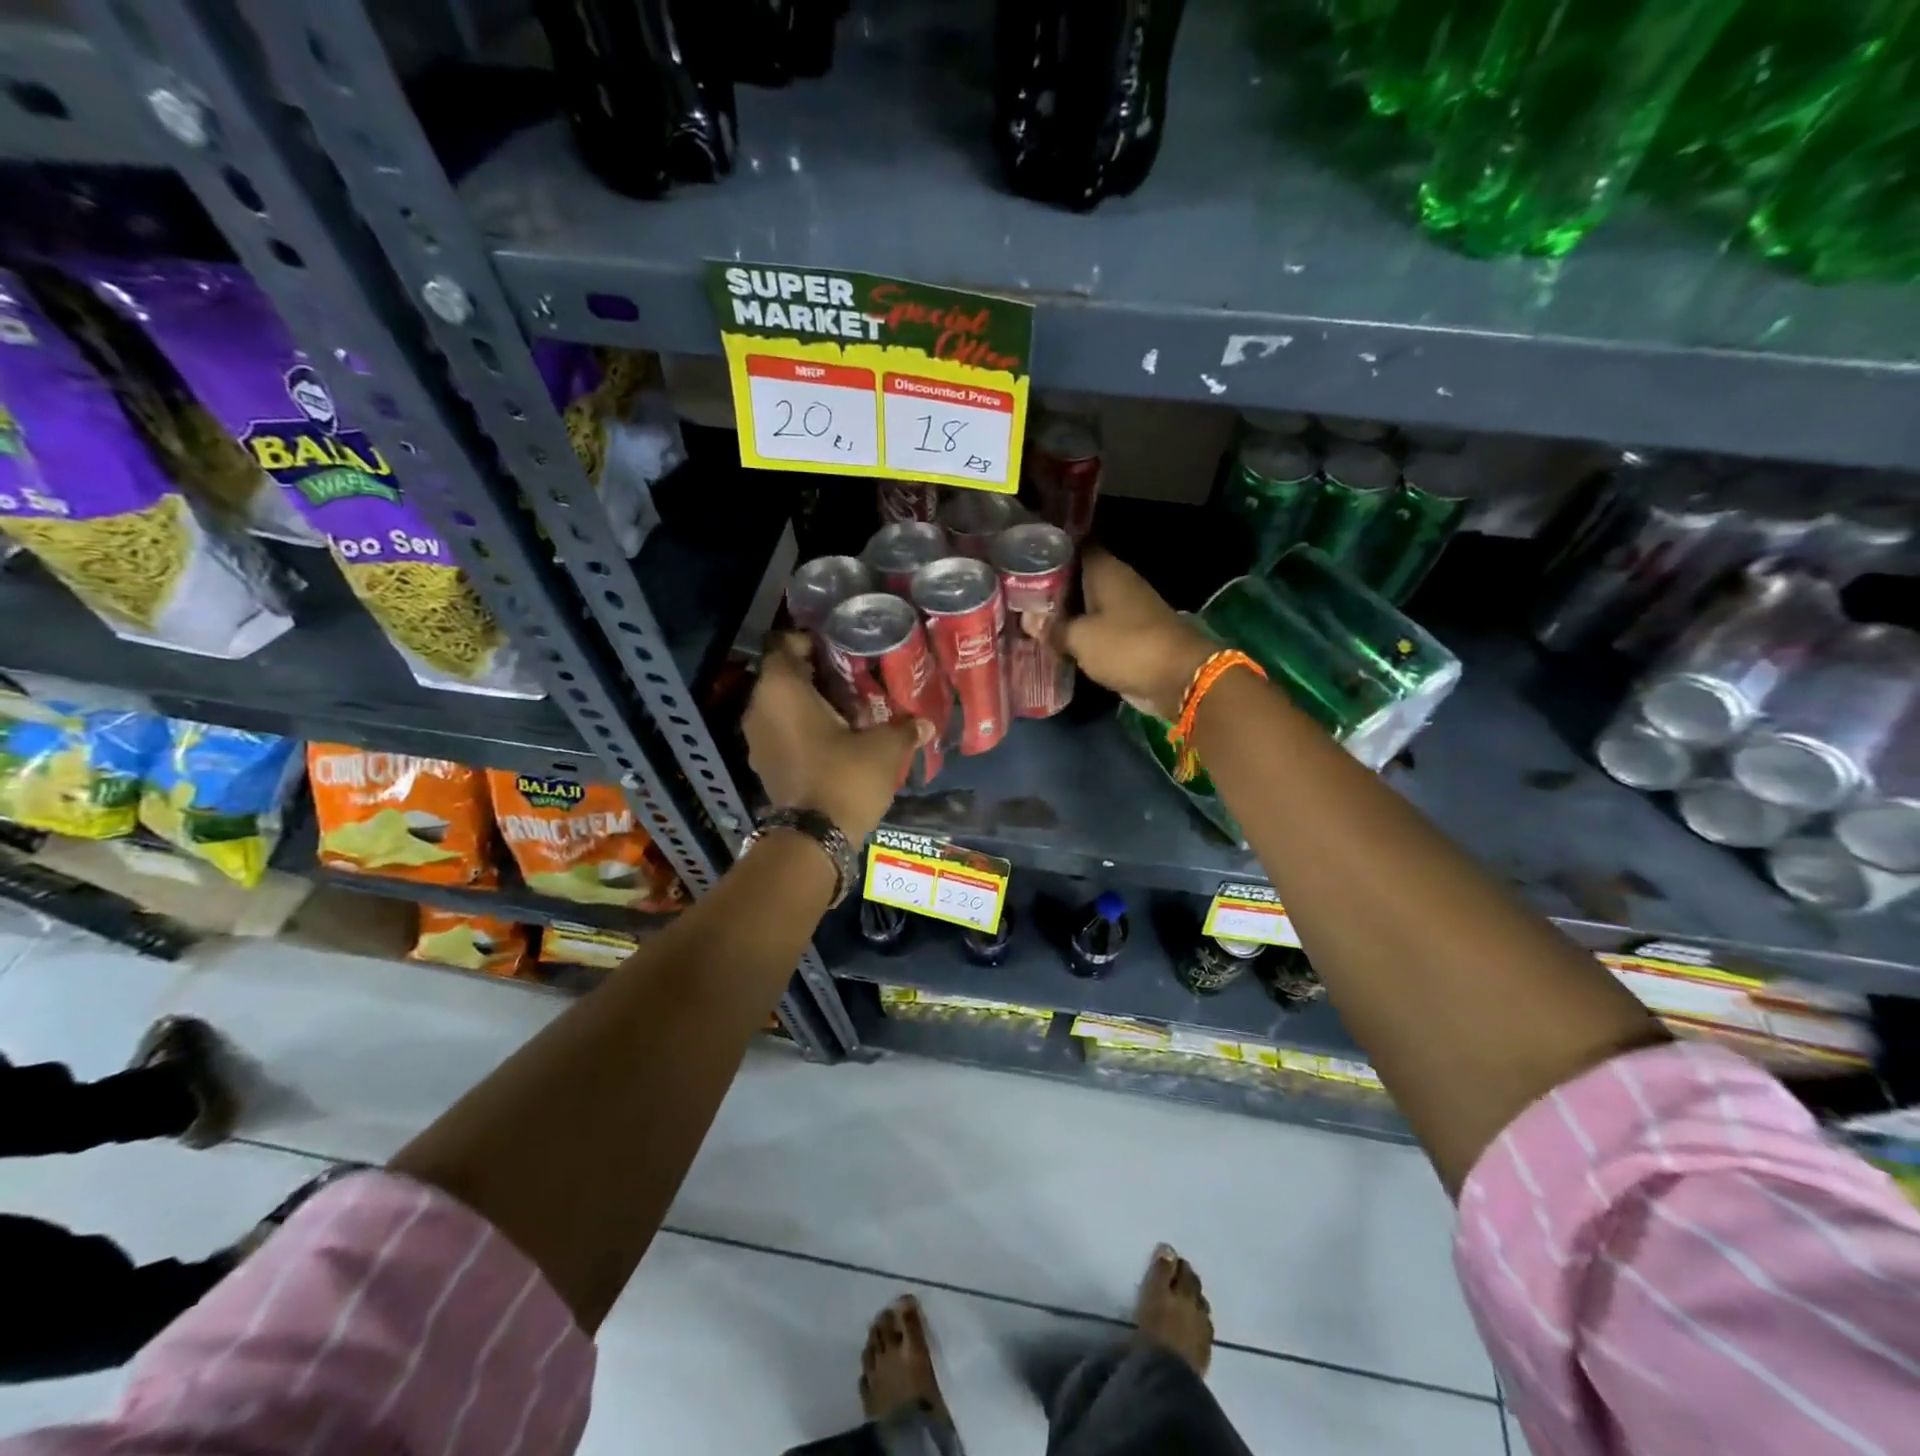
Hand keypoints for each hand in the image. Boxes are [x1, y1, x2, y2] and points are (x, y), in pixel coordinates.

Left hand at [744, 635, 924, 840]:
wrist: (813, 839)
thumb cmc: (845, 777)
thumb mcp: (885, 748)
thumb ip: (904, 728)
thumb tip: (926, 723)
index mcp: (781, 690)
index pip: (785, 645)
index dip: (811, 642)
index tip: (841, 648)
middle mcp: (760, 708)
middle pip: (784, 676)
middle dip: (814, 673)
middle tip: (852, 675)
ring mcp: (757, 739)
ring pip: (781, 706)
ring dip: (808, 703)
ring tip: (846, 706)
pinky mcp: (763, 764)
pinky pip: (781, 731)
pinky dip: (802, 728)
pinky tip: (833, 736)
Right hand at [1028, 548, 1213, 719]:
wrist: (1178, 678)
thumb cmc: (1127, 646)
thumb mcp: (1081, 638)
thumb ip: (1053, 627)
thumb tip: (1028, 619)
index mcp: (1106, 571)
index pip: (1075, 546)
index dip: (1051, 548)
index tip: (1023, 554)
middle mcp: (1117, 583)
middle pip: (1078, 576)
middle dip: (1051, 584)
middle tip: (1016, 591)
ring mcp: (1125, 609)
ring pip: (1086, 603)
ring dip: (1064, 611)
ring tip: (1028, 616)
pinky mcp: (1129, 635)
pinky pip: (1097, 627)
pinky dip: (1079, 632)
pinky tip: (1055, 640)